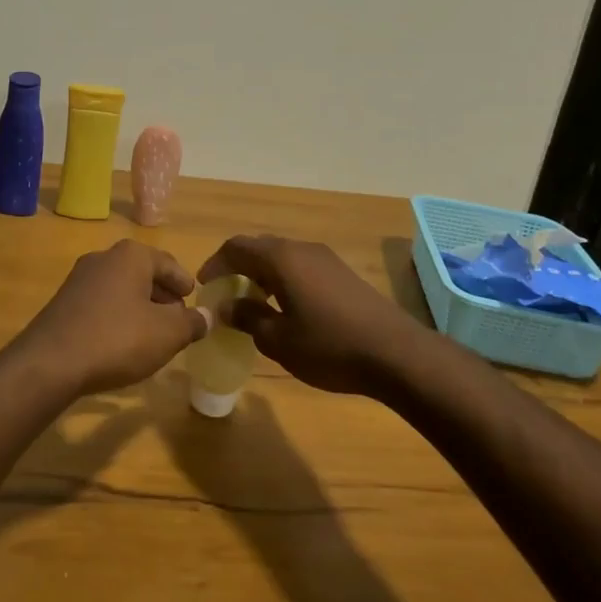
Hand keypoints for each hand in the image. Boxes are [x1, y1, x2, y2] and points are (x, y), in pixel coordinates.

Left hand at [12, 241, 208, 396]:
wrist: (50, 362)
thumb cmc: (118, 338)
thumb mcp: (167, 334)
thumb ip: (191, 323)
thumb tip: (205, 317)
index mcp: (131, 255)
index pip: (169, 263)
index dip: (184, 283)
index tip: (193, 300)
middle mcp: (103, 258)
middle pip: (143, 274)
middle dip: (162, 296)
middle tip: (177, 320)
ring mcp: (78, 279)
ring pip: (121, 289)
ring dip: (139, 307)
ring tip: (152, 335)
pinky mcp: (63, 303)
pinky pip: (101, 304)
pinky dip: (117, 317)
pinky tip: (121, 343)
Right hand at [197, 236, 431, 396]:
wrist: (396, 354)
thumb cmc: (329, 346)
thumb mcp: (278, 340)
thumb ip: (248, 318)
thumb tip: (226, 306)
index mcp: (281, 259)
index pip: (237, 247)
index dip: (215, 264)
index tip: (204, 286)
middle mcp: (302, 249)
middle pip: (259, 247)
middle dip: (237, 267)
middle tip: (224, 294)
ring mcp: (326, 259)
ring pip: (282, 257)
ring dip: (261, 274)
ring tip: (251, 303)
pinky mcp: (342, 274)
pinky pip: (301, 267)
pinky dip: (282, 280)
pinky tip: (285, 308)